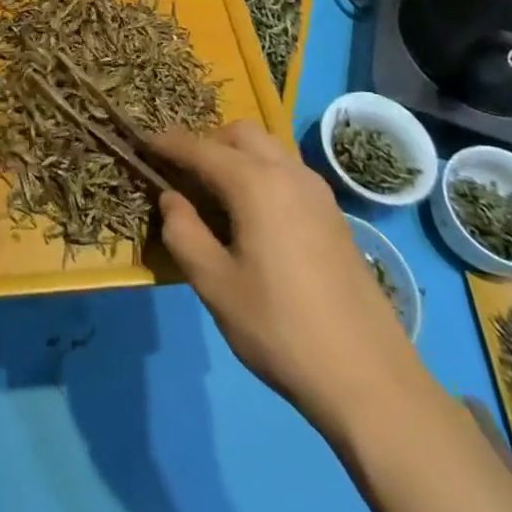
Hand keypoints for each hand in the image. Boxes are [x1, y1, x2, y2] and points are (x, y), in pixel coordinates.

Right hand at [149, 121, 413, 426]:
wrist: (369, 378)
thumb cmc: (281, 329)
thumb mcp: (215, 285)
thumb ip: (183, 232)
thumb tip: (171, 198)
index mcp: (255, 182)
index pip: (199, 148)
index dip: (166, 144)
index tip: (142, 144)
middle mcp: (288, 172)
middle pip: (239, 133)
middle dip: (206, 143)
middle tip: (184, 177)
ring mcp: (317, 191)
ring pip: (268, 148)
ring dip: (237, 156)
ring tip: (217, 196)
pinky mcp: (334, 213)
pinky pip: (288, 171)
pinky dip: (262, 173)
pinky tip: (256, 217)